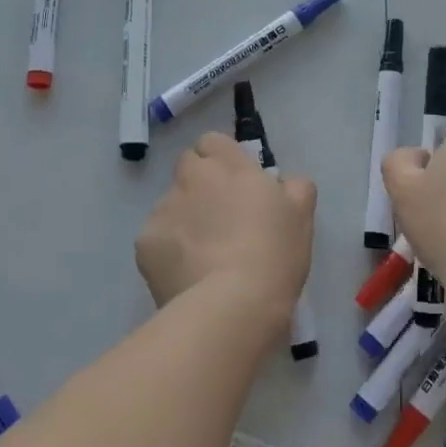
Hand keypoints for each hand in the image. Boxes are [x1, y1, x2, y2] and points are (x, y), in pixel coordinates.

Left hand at [135, 132, 315, 317]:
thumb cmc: (274, 254)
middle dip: (199, 182)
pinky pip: (157, 238)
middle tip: (220, 216)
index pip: (213, 141)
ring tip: (204, 254)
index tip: (236, 182)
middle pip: (188, 166)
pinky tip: (187, 273)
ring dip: (185, 217)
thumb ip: (294, 187)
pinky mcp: (144, 243)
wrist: (232, 305)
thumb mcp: (301, 216)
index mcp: (229, 165)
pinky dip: (168, 250)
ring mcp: (163, 209)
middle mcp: (191, 178)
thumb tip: (283, 183)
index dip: (221, 158)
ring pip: (171, 203)